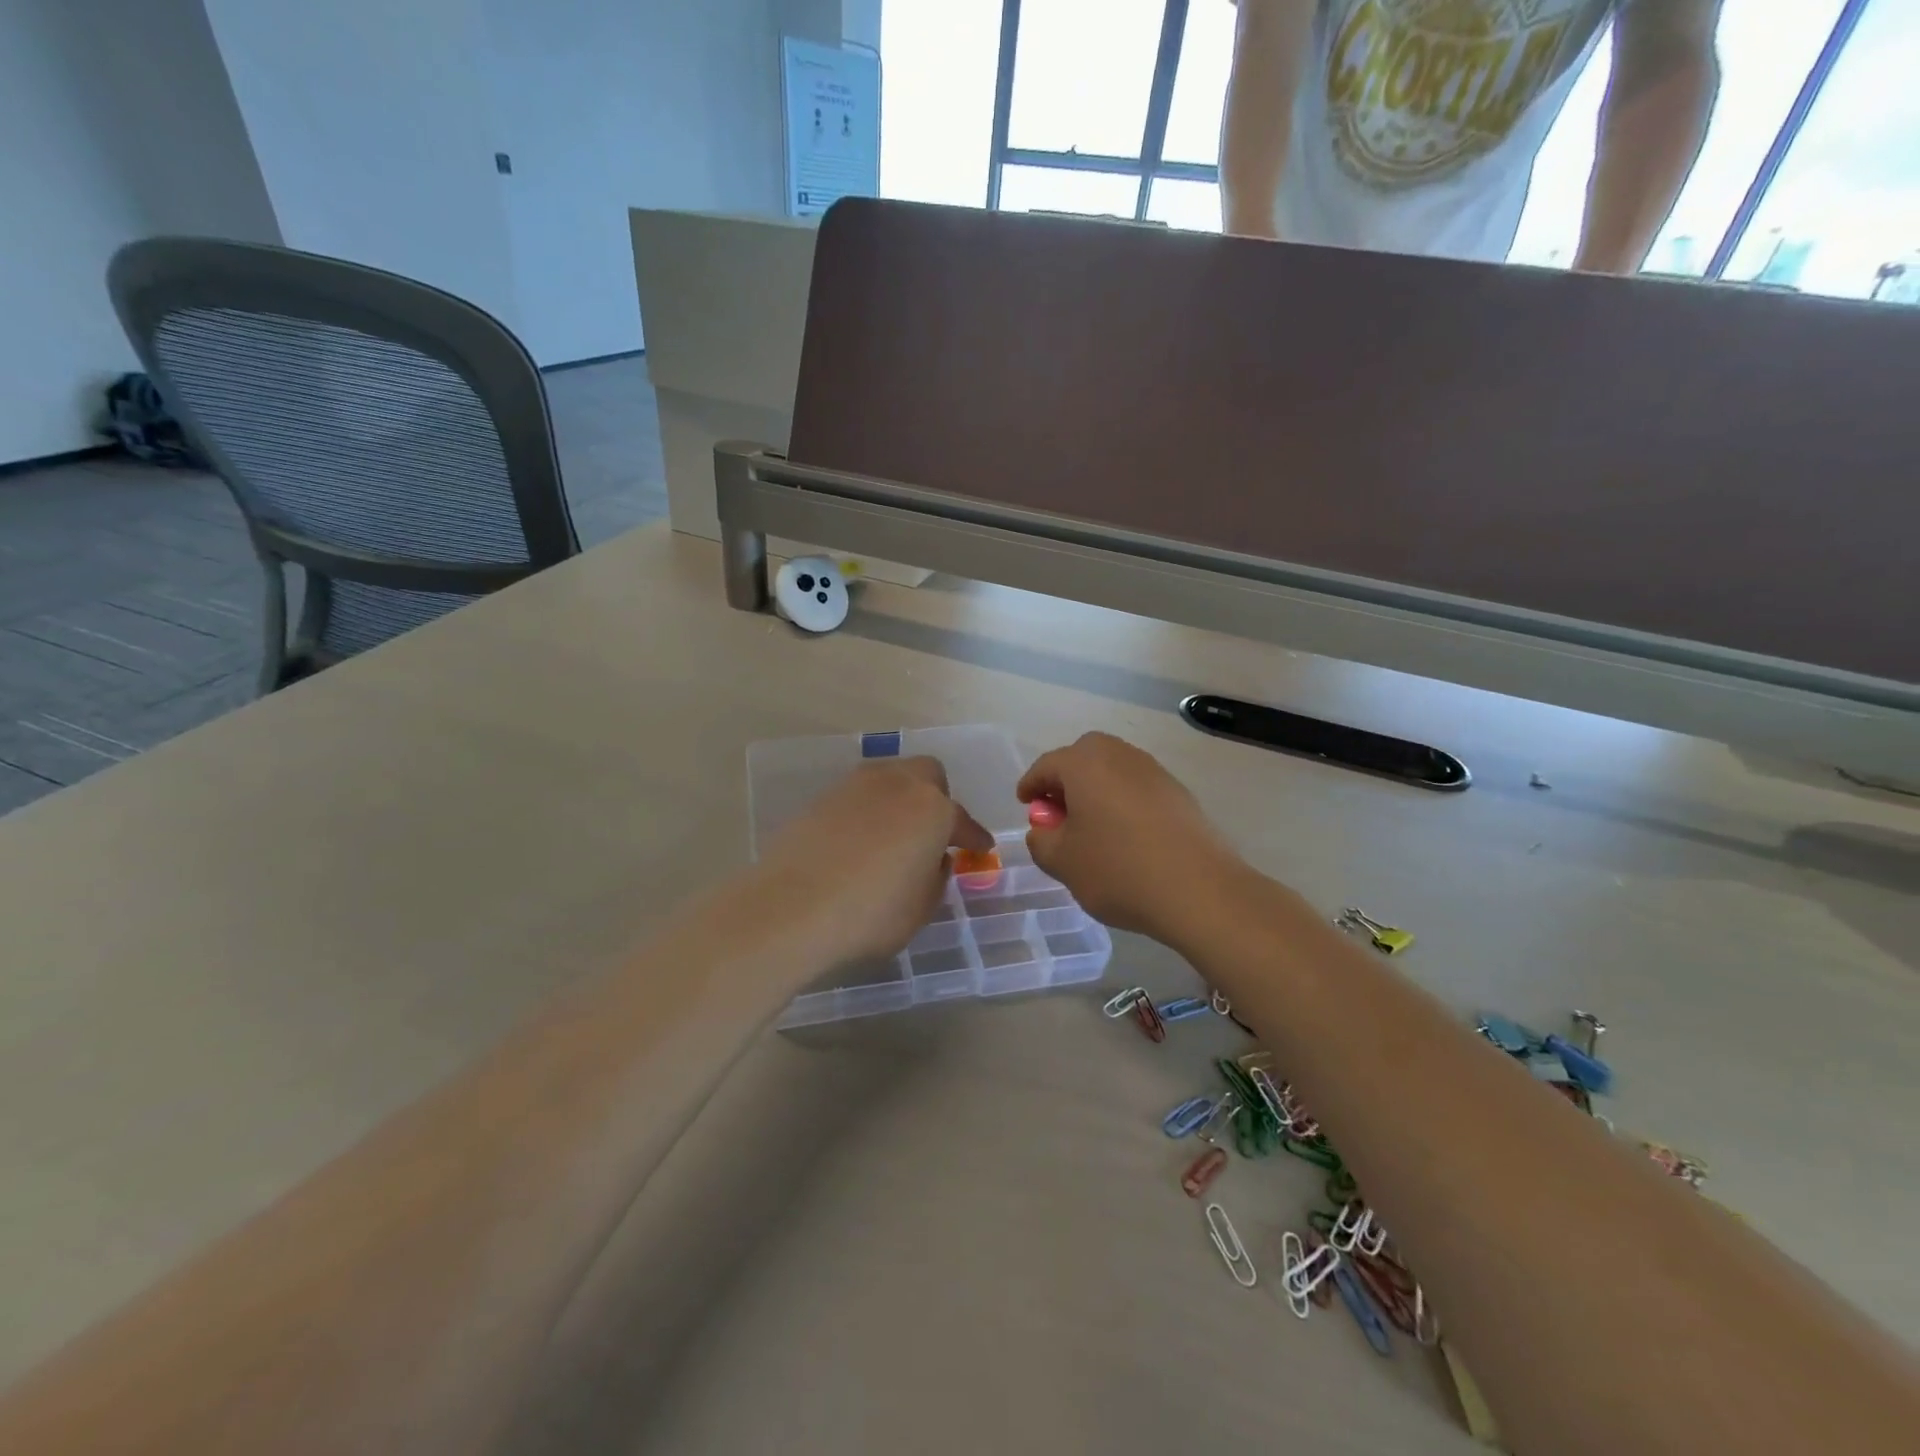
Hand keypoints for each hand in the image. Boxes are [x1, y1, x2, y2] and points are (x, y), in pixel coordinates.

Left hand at [756, 757, 992, 965]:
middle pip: (927, 775)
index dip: (973, 838)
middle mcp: (897, 784)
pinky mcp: (821, 798)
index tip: (981, 849)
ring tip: (895, 834)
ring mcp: (855, 786)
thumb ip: (936, 877)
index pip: (962, 821)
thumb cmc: (871, 913)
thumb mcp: (921, 908)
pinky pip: (858, 797)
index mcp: (933, 808)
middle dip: (937, 798)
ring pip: (890, 779)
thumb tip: (934, 859)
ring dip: (900, 800)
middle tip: (933, 832)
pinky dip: (867, 812)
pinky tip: (859, 841)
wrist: (791, 908)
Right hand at [1017, 732, 1248, 948]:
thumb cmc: (1118, 870)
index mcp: (1084, 764)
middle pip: (1083, 757)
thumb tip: (1044, 830)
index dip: (1031, 785)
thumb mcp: (1062, 862)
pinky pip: (1138, 787)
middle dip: (1066, 779)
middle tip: (1058, 811)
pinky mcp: (1179, 793)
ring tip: (1091, 825)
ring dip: (1096, 789)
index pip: (1046, 766)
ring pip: (1113, 770)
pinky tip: (1125, 835)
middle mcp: (1120, 756)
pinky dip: (1123, 802)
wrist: (1199, 890)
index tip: (1026, 804)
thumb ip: (1041, 840)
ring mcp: (1154, 771)